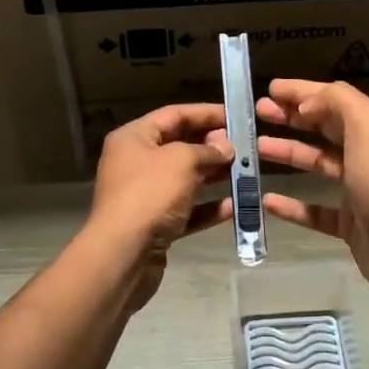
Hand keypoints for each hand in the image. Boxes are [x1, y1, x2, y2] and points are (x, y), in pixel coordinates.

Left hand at [86, 103, 234, 310]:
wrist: (122, 255)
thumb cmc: (149, 195)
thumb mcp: (181, 161)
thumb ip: (207, 150)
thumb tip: (225, 147)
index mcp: (134, 138)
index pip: (174, 115)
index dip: (205, 113)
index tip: (236, 115)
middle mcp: (136, 163)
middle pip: (180, 146)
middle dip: (213, 146)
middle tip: (245, 147)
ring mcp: (145, 196)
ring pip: (185, 180)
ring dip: (214, 176)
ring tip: (246, 173)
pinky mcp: (154, 225)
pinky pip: (186, 210)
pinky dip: (207, 208)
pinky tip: (234, 207)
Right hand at [256, 80, 368, 309]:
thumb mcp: (365, 124)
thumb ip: (336, 102)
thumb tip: (306, 105)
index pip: (333, 99)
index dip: (302, 92)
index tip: (270, 89)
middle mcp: (365, 153)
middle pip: (324, 128)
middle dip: (292, 118)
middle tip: (258, 113)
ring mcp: (357, 189)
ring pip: (317, 165)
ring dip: (288, 153)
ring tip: (257, 148)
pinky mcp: (349, 223)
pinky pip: (315, 211)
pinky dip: (292, 206)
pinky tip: (267, 200)